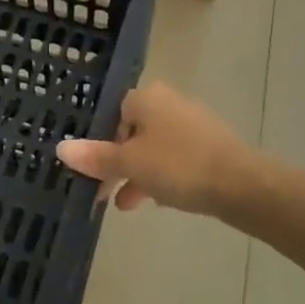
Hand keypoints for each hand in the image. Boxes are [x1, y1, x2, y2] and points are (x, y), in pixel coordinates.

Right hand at [57, 83, 256, 218]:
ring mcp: (194, 124)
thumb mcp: (130, 163)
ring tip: (127, 205)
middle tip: (105, 190)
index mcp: (147, 98)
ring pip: (154, 148)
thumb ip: (96, 157)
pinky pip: (176, 159)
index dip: (100, 139)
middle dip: (118, 162)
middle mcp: (170, 103)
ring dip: (138, 174)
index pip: (113, 111)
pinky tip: (159, 202)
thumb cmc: (179, 166)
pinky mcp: (212, 147)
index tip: (94, 166)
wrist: (243, 186)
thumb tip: (61, 147)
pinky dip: (163, 177)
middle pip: (133, 131)